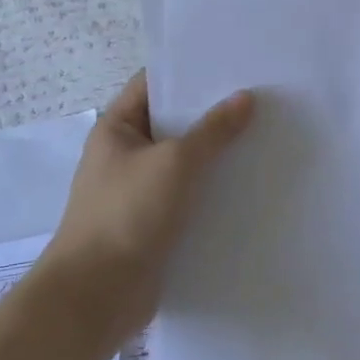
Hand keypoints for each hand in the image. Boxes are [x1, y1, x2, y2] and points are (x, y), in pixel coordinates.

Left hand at [43, 72, 253, 336]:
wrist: (95, 297)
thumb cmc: (127, 214)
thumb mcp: (175, 162)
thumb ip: (213, 130)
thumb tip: (245, 98)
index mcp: (117, 128)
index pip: (154, 84)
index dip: (189, 71)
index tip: (231, 62)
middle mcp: (126, 154)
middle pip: (174, 121)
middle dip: (212, 111)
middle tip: (260, 97)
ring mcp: (140, 190)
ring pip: (185, 160)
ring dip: (217, 152)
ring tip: (264, 134)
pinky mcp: (155, 223)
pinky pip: (189, 194)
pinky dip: (214, 188)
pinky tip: (249, 182)